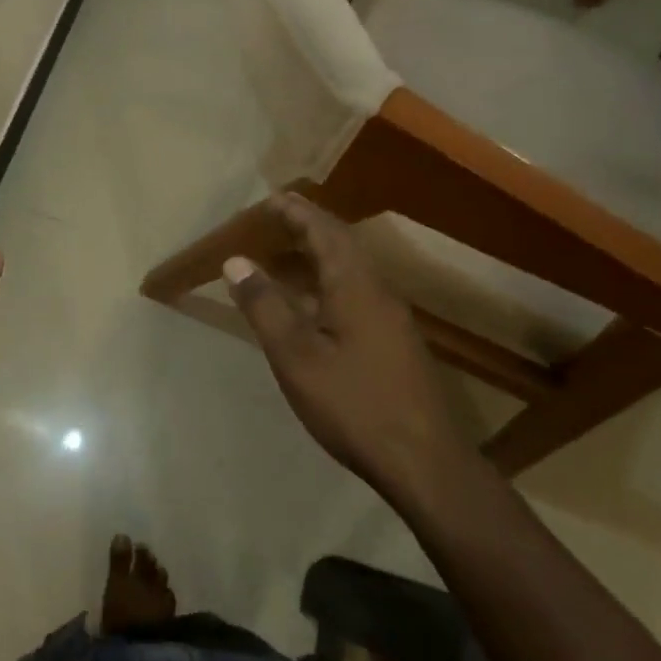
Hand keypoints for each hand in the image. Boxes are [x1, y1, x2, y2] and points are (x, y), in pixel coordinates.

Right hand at [223, 194, 466, 498]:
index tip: (270, 198)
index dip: (296, 212)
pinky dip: (328, 280)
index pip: (324, 231)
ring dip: (318, 254)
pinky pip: (356, 291)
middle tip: (275, 218)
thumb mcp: (296, 356)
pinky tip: (312, 302)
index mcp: (355, 285)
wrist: (424, 462)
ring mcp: (391, 317)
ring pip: (351, 269)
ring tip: (285, 253)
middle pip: (342, 244)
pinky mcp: (394, 341)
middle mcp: (378, 291)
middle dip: (308, 226)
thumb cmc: (353, 404)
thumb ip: (265, 305)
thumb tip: (236, 261)